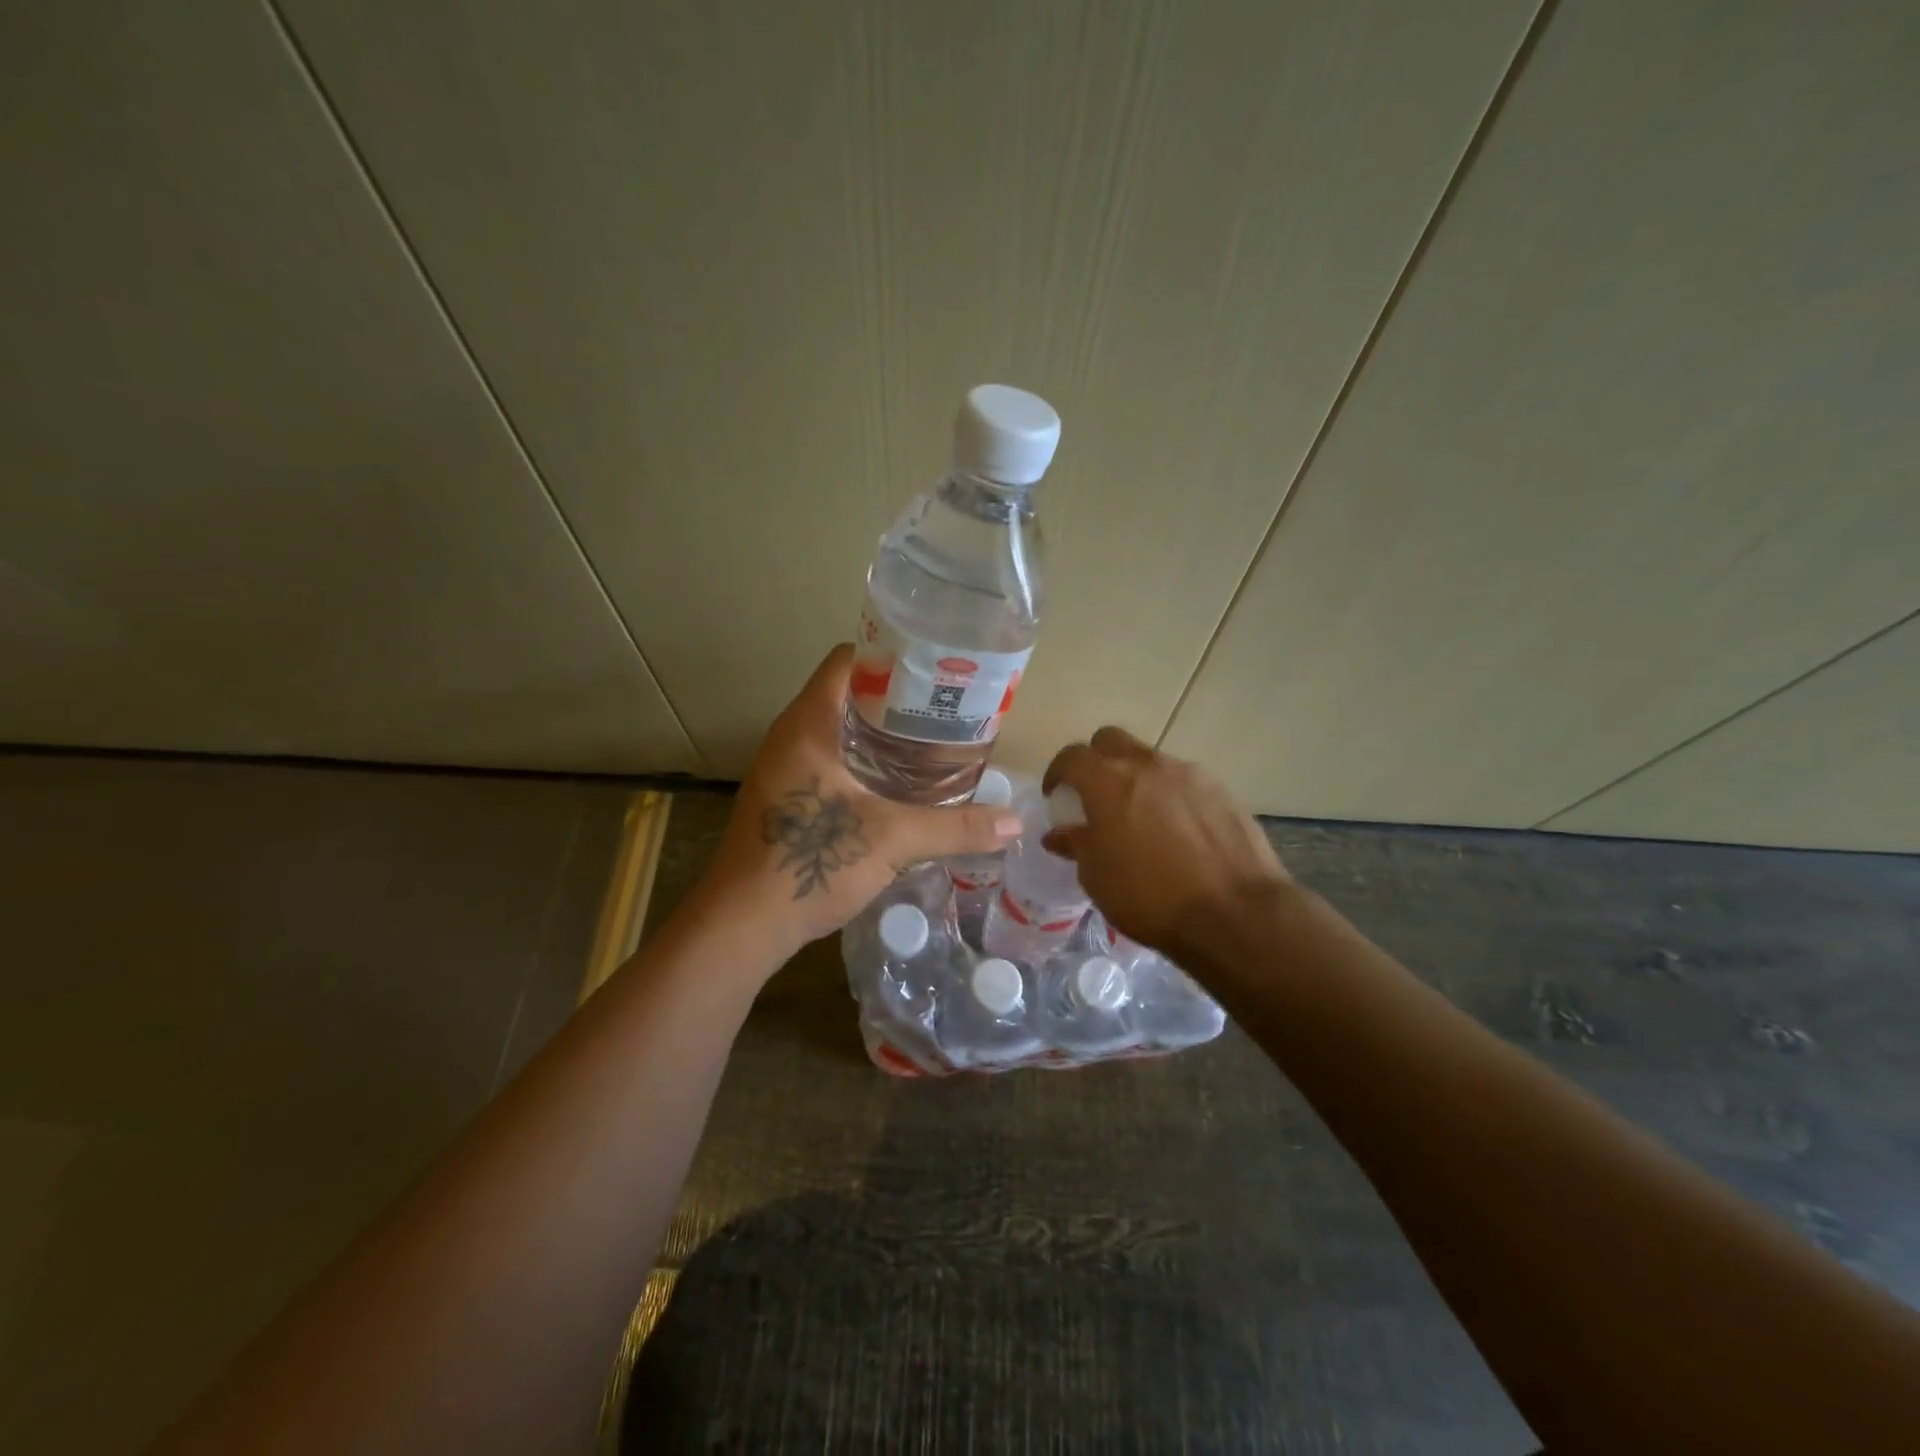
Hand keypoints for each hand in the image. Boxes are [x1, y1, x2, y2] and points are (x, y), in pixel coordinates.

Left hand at [693, 645, 1022, 963]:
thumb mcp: (892, 840)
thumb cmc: (809, 863)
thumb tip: (1015, 822)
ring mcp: (785, 767)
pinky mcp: (787, 797)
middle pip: (849, 694)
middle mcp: (792, 735)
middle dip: (898, 699)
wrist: (742, 924)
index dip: (893, 657)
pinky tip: (900, 786)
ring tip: (933, 745)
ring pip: (841, 731)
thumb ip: (955, 827)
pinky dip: (866, 762)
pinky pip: (832, 760)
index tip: (937, 673)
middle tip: (948, 711)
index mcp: (809, 723)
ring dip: (883, 734)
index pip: (849, 660)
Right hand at [1041, 727, 1288, 957]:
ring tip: (1139, 817)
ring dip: (1137, 779)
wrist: (1234, 913)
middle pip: (1112, 740)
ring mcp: (1190, 774)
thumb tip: (1059, 834)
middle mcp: (1148, 765)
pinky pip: (1185, 782)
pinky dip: (1171, 796)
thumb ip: (1077, 845)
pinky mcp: (1223, 791)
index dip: (1058, 773)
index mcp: (1108, 781)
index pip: (1072, 757)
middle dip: (1096, 760)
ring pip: (1151, 760)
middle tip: (1095, 793)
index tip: (1056, 795)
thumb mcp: (1097, 878)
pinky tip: (1177, 831)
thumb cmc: (1149, 896)